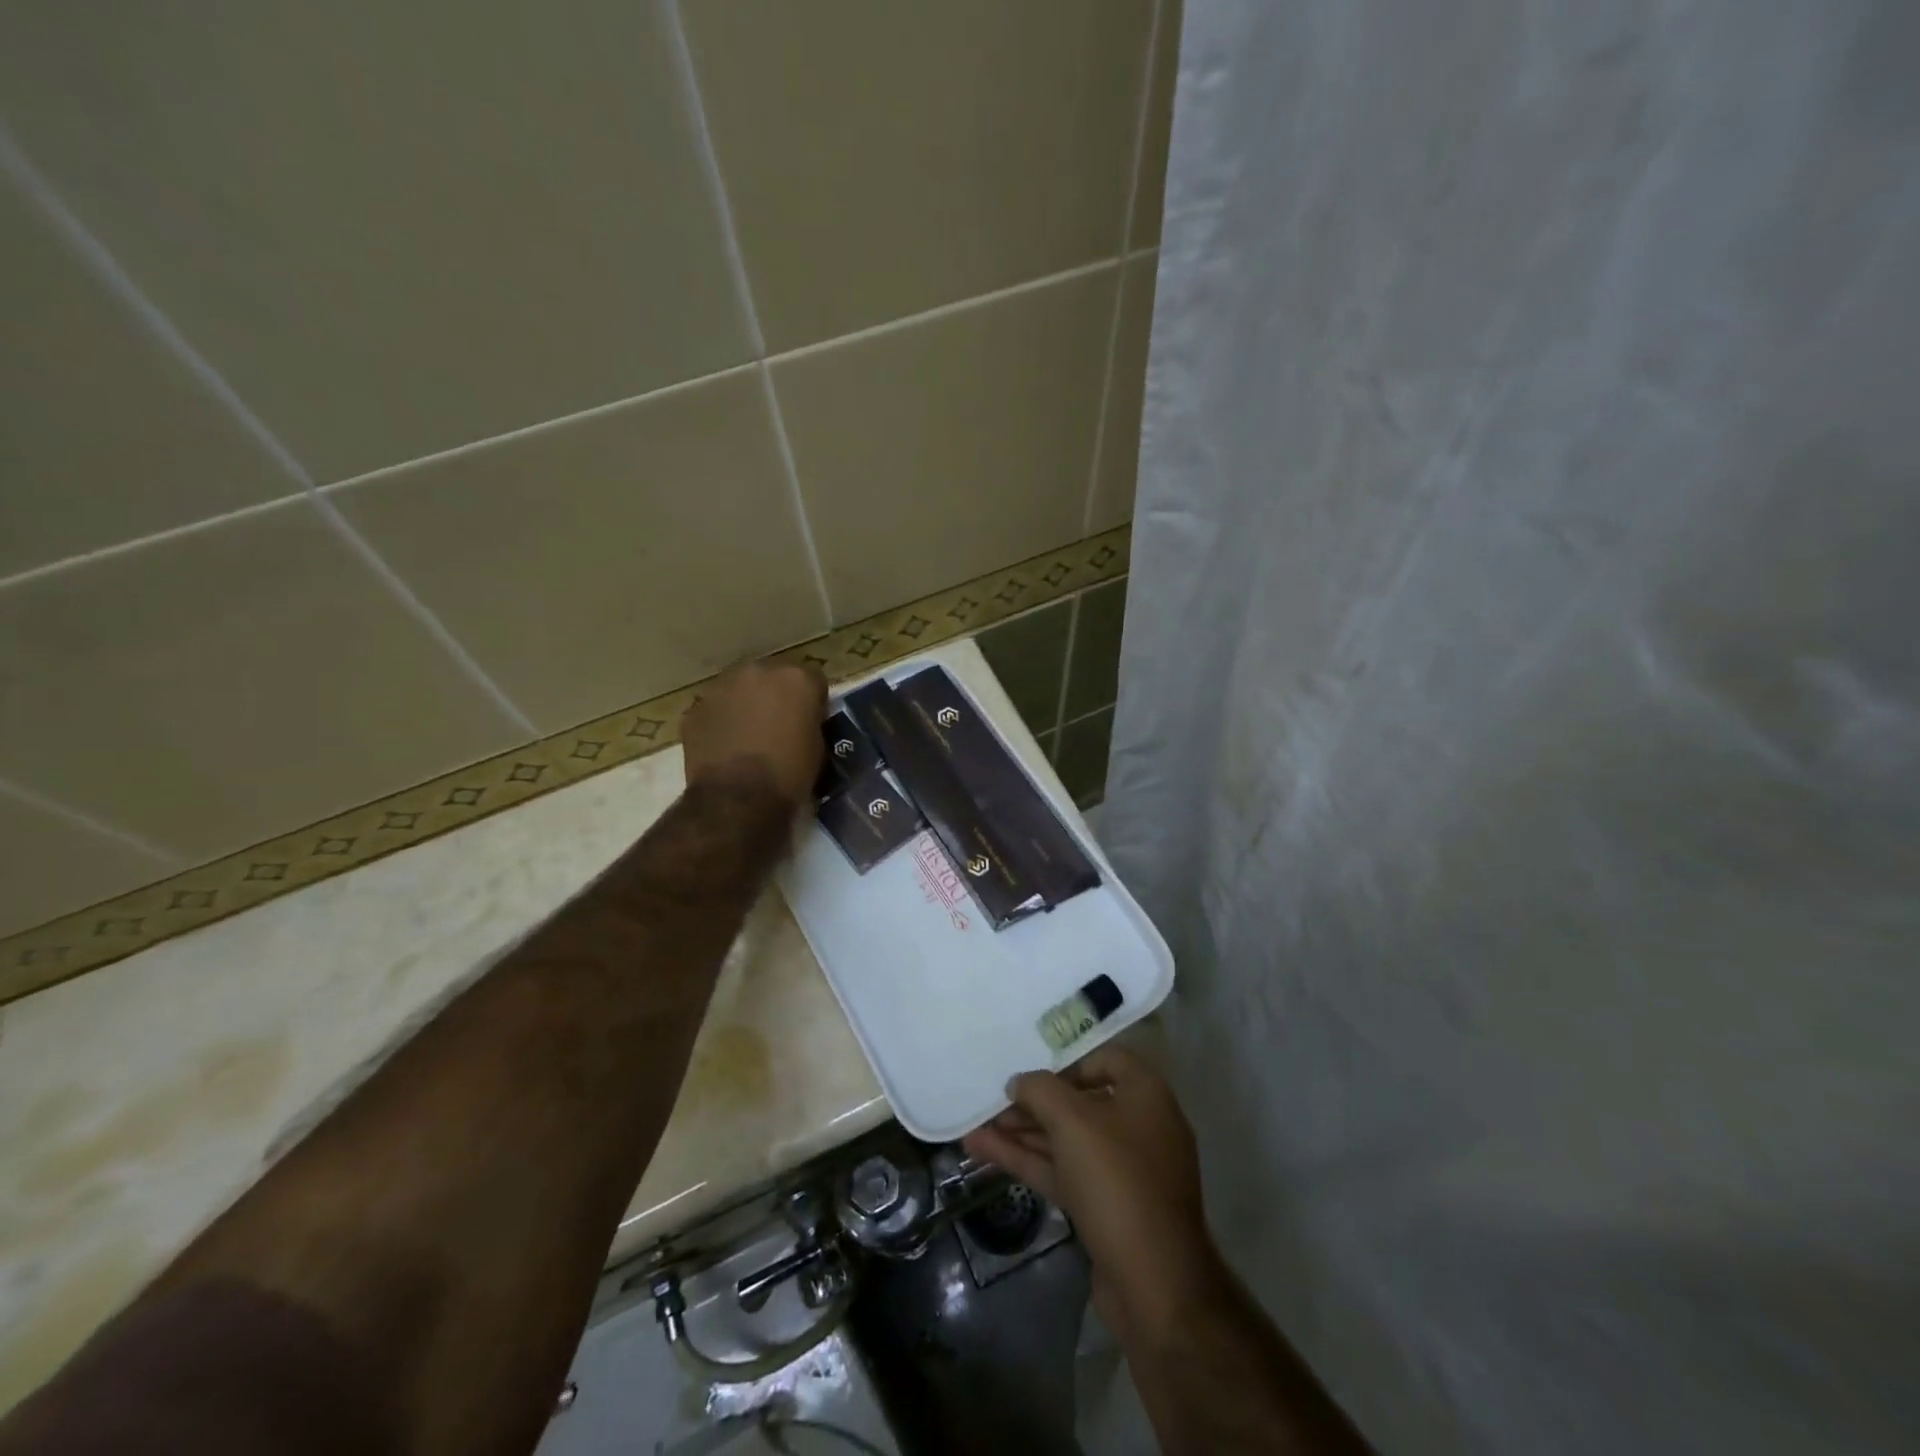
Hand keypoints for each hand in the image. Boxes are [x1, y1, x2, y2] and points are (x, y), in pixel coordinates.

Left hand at [680, 659, 826, 810]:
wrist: (738, 800)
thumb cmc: (789, 775)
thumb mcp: (817, 747)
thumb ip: (809, 722)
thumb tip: (799, 722)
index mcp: (796, 678)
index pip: (812, 679)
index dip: (812, 701)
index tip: (810, 721)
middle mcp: (758, 670)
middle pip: (772, 676)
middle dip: (776, 695)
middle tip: (778, 725)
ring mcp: (722, 686)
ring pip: (740, 688)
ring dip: (746, 704)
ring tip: (748, 736)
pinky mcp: (696, 707)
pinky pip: (715, 708)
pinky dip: (721, 721)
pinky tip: (725, 746)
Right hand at [963, 1045, 1223, 1341]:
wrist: (1155, 1285)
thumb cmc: (1117, 1182)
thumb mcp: (1073, 1122)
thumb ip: (1040, 1090)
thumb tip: (1019, 1081)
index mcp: (1145, 1095)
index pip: (1104, 1059)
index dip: (1065, 1062)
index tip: (1031, 1072)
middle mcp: (1139, 1126)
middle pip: (1079, 1102)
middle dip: (1033, 1103)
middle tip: (992, 1101)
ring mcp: (1123, 1170)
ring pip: (1067, 1140)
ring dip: (1023, 1132)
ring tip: (976, 1126)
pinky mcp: (1106, 1207)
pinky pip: (1064, 1171)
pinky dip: (1028, 1161)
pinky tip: (985, 1151)